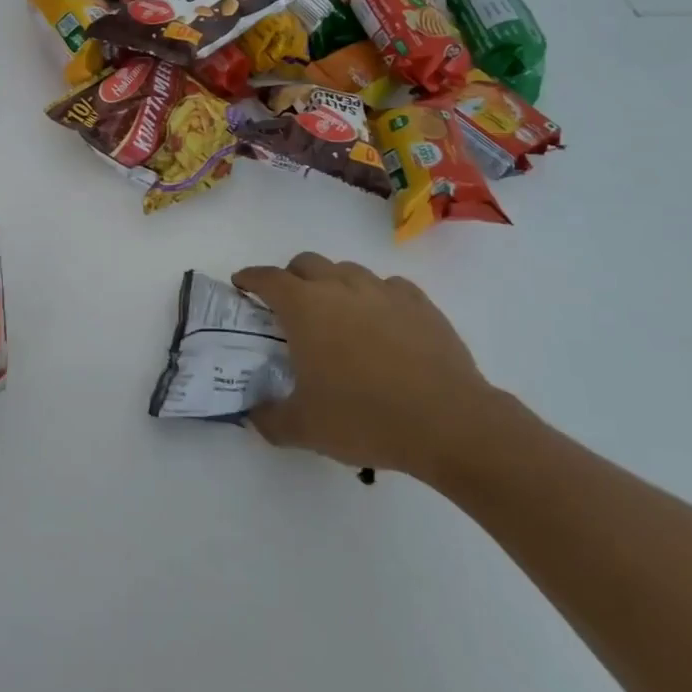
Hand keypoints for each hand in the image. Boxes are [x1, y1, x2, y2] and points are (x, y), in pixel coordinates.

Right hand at [232, 253, 498, 481]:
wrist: (449, 423)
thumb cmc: (365, 418)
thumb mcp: (304, 429)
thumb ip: (269, 418)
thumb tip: (254, 413)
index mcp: (304, 308)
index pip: (267, 278)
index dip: (250, 278)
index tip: (241, 284)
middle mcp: (340, 287)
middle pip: (307, 263)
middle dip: (291, 277)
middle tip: (288, 305)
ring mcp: (384, 291)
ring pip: (348, 270)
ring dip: (333, 283)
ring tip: (337, 314)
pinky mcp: (420, 304)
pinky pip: (389, 287)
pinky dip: (376, 297)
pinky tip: (382, 322)